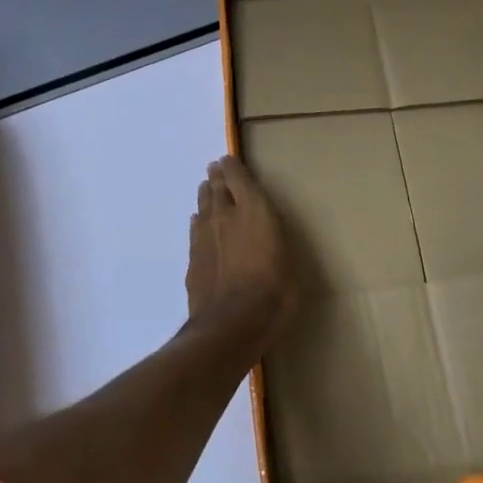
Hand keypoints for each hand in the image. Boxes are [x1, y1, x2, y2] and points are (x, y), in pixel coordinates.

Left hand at [186, 156, 296, 340]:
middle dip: (217, 177)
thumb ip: (275, 238)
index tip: (228, 159)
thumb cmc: (274, 290)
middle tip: (215, 168)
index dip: (232, 167)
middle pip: (217, 189)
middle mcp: (225, 216)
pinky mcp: (193, 258)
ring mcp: (205, 237)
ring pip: (203, 207)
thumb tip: (267, 232)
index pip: (239, 178)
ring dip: (206, 195)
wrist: (231, 323)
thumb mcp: (290, 260)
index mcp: (253, 210)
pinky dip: (198, 222)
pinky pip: (195, 230)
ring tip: (206, 187)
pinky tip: (197, 221)